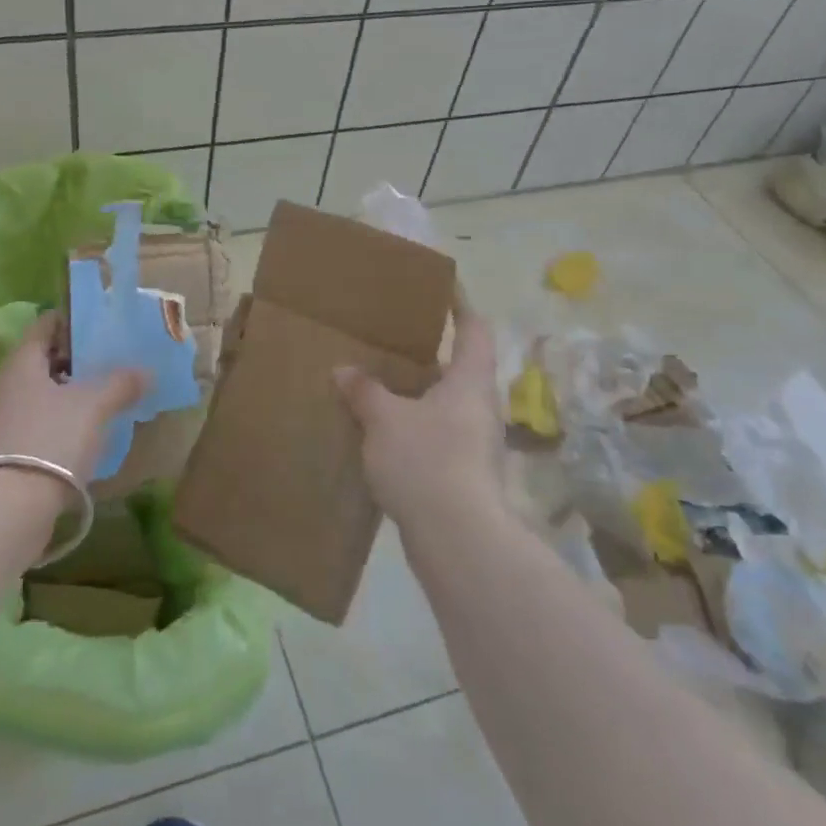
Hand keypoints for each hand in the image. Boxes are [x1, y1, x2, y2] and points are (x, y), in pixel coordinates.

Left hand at [0, 314, 147, 487]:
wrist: (7, 508)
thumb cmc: (51, 439)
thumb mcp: (94, 405)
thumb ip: (121, 382)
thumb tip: (146, 371)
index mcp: (21, 362)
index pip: (46, 325)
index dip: (75, 322)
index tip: (103, 327)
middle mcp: (4, 385)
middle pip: (43, 361)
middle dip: (77, 361)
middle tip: (112, 364)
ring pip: (40, 395)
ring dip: (69, 395)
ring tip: (104, 401)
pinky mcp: (1, 453)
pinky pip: (35, 424)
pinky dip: (58, 423)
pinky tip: (83, 436)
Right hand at [334, 312, 500, 522]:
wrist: (457, 538)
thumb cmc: (426, 460)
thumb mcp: (384, 419)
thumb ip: (365, 391)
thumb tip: (345, 371)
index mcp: (470, 381)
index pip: (474, 329)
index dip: (461, 305)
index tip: (443, 287)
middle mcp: (480, 407)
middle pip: (461, 368)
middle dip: (430, 354)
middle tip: (394, 339)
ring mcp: (476, 443)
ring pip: (446, 405)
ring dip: (418, 394)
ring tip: (380, 384)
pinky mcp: (464, 474)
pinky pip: (437, 436)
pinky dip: (413, 427)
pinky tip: (382, 433)